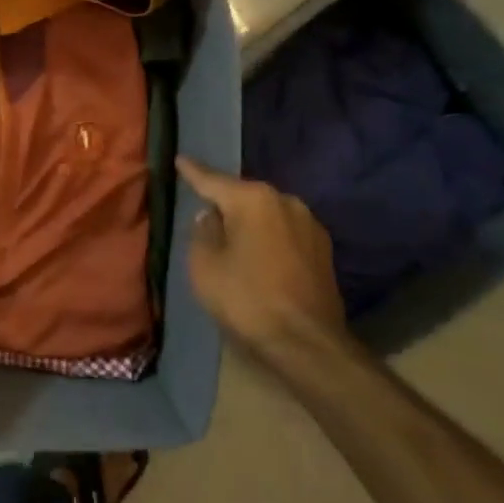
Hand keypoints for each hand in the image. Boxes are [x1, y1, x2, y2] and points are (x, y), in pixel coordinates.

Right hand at [177, 156, 345, 364]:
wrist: (307, 343)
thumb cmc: (246, 298)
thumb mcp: (205, 265)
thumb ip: (202, 232)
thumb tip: (210, 217)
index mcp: (253, 199)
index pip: (213, 180)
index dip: (192, 172)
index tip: (180, 159)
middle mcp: (286, 201)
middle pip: (244, 196)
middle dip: (225, 201)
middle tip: (203, 208)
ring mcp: (310, 224)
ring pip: (267, 214)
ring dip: (249, 222)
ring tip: (231, 235)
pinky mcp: (323, 249)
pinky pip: (284, 233)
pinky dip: (268, 238)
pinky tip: (258, 254)